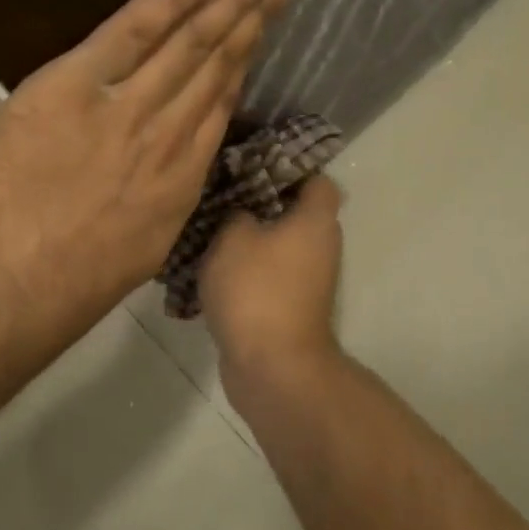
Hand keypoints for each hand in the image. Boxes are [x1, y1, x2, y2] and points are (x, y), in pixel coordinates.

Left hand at [0, 0, 296, 382]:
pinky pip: (132, 32)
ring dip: (229, 0)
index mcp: (182, 179)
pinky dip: (169, 0)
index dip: (244, 64)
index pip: (220, 105)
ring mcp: (128, 107)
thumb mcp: (140, 249)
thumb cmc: (70, 282)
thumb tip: (170, 173)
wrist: (10, 280)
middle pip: (219, 65)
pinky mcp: (77, 85)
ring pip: (190, 44)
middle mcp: (170, 135)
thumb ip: (162, 202)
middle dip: (254, 18)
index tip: (262, 31)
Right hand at [201, 174, 344, 391]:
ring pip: (277, 244)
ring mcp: (308, 279)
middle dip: (258, 202)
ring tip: (207, 228)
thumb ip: (236, 212)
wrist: (272, 366)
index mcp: (316, 220)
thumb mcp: (233, 237)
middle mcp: (321, 246)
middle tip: (220, 193)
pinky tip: (210, 267)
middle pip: (293, 211)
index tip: (250, 162)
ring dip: (248, 239)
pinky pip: (267, 275)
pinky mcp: (290, 306)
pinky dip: (245, 271)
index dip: (287, 166)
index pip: (315, 178)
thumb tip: (242, 213)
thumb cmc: (257, 289)